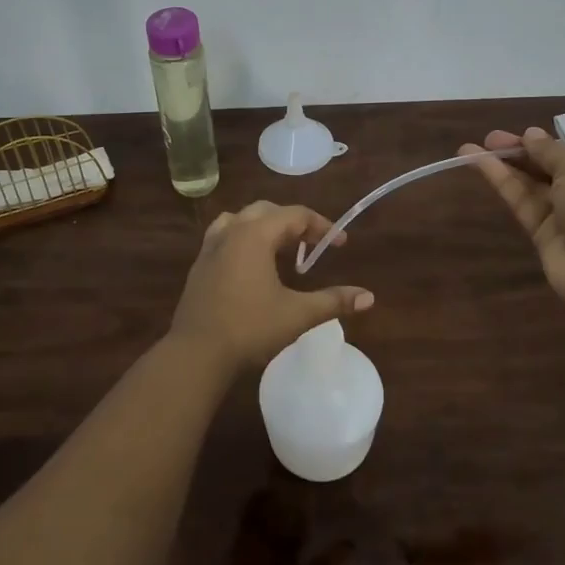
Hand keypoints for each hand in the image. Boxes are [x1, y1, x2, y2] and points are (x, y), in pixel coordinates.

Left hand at [168, 202, 373, 369]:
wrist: (196, 352)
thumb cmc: (249, 328)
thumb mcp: (297, 314)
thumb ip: (333, 301)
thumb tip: (368, 296)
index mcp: (255, 234)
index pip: (294, 215)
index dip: (321, 226)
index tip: (340, 244)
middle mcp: (231, 231)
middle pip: (267, 211)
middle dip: (293, 224)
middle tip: (313, 246)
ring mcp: (211, 247)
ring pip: (241, 220)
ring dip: (265, 227)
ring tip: (282, 250)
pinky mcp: (199, 265)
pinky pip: (225, 236)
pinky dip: (244, 239)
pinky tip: (252, 266)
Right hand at [462, 127, 564, 317]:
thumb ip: (551, 149)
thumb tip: (531, 135)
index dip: (560, 137)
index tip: (534, 131)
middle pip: (556, 164)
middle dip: (525, 149)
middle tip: (493, 137)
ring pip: (535, 183)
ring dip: (507, 163)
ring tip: (471, 147)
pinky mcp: (547, 235)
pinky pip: (523, 201)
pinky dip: (501, 181)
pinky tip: (476, 161)